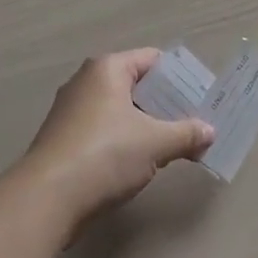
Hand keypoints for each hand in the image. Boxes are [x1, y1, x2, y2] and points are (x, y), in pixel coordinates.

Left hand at [20, 50, 214, 231]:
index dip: (179, 78)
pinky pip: (104, 130)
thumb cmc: (105, 155)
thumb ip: (186, 134)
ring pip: (120, 110)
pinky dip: (125, 140)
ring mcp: (71, 110)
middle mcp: (86, 81)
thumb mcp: (154, 143)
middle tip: (194, 123)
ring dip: (147, 125)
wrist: (47, 198)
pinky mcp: (64, 139)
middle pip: (136, 85)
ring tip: (174, 145)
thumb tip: (210, 131)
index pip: (152, 60)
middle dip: (166, 105)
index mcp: (107, 68)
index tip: (202, 98)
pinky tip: (142, 163)